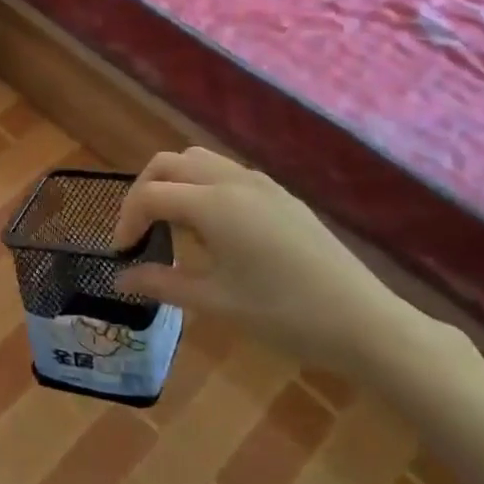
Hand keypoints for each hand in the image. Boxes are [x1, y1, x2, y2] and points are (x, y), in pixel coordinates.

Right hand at [113, 147, 422, 374]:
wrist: (364, 322)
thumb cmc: (284, 315)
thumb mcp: (216, 303)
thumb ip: (162, 283)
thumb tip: (120, 277)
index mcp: (213, 203)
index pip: (151, 194)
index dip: (127, 220)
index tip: (122, 254)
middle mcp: (233, 180)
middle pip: (169, 163)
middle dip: (144, 191)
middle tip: (138, 232)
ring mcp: (260, 183)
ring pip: (199, 161)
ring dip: (174, 183)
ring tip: (173, 227)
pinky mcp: (280, 195)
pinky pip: (226, 173)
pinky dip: (202, 186)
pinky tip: (213, 230)